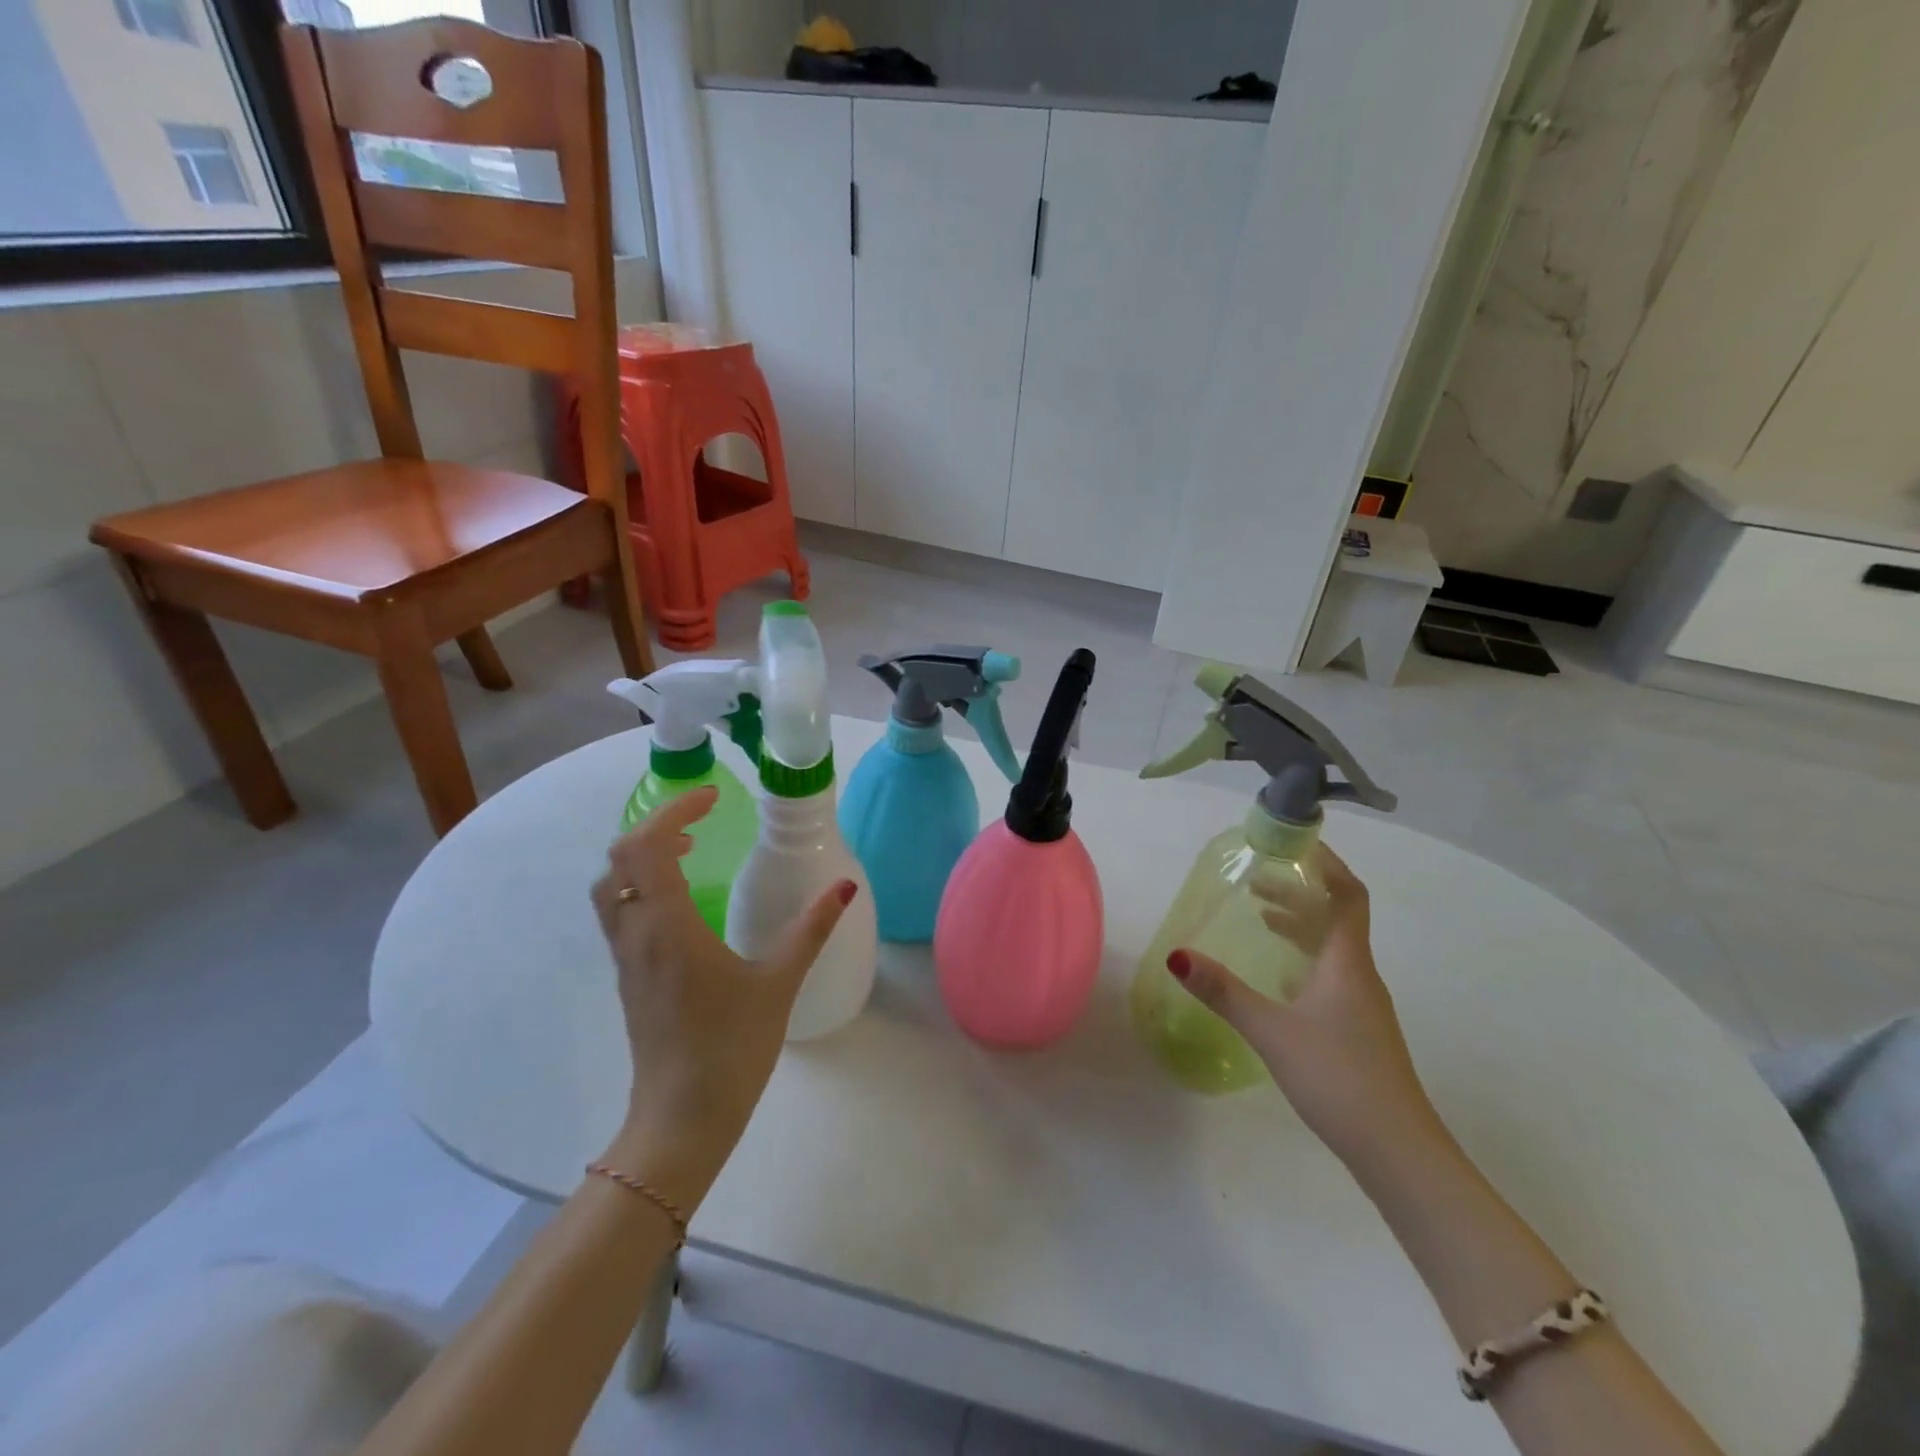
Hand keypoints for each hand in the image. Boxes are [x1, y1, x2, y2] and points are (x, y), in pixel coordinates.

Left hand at [589, 787, 854, 1209]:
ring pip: (612, 886)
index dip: (674, 810)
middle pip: (619, 859)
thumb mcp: (779, 982)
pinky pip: (620, 912)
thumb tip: (844, 887)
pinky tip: (684, 902)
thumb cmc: (731, 1047)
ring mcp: (627, 958)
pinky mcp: (629, 977)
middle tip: (701, 823)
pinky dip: (642, 886)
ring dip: (642, 857)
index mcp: (669, 927)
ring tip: (690, 853)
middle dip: (656, 827)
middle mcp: (637, 934)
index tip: (714, 799)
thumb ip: (810, 929)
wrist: (682, 1118)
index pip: (647, 846)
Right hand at [1169, 844, 1439, 1166]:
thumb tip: (1176, 955)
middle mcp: (1359, 975)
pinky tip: (1280, 976)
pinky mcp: (1358, 1030)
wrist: (1397, 1149)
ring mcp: (1362, 1005)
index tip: (1296, 844)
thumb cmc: (1338, 1076)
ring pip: (1332, 948)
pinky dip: (1303, 958)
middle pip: (1335, 918)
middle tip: (1256, 881)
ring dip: (1300, 925)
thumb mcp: (1271, 1029)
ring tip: (1262, 916)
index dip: (1327, 866)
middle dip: (1298, 893)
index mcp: (1346, 962)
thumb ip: (1223, 991)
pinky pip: (1330, 974)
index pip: (1347, 896)